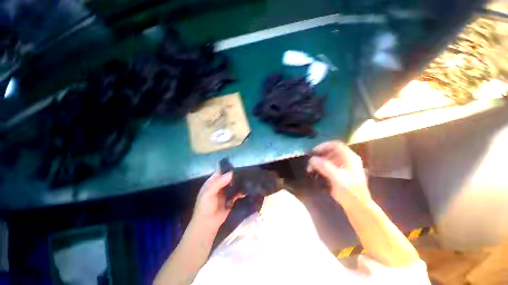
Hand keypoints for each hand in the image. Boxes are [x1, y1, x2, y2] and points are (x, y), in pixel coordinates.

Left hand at [192, 170, 241, 230]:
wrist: (207, 224)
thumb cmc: (205, 207)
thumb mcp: (209, 193)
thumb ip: (219, 182)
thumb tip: (231, 173)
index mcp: (213, 181)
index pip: (221, 171)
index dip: (228, 168)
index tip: (238, 166)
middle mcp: (220, 185)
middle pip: (229, 177)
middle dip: (236, 175)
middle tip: (246, 172)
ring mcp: (226, 192)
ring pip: (234, 184)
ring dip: (240, 183)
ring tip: (248, 180)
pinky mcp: (231, 199)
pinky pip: (237, 193)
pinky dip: (241, 192)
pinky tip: (247, 190)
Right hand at [308, 141, 370, 207]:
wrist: (357, 206)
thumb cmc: (350, 193)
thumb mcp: (338, 179)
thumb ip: (325, 167)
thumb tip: (312, 159)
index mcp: (350, 158)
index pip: (336, 145)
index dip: (324, 146)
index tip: (314, 152)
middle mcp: (347, 159)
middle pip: (330, 151)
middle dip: (319, 155)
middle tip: (310, 162)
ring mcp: (343, 166)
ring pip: (328, 158)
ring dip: (318, 162)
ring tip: (310, 169)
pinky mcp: (339, 172)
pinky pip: (328, 165)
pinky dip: (320, 167)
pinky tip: (315, 172)